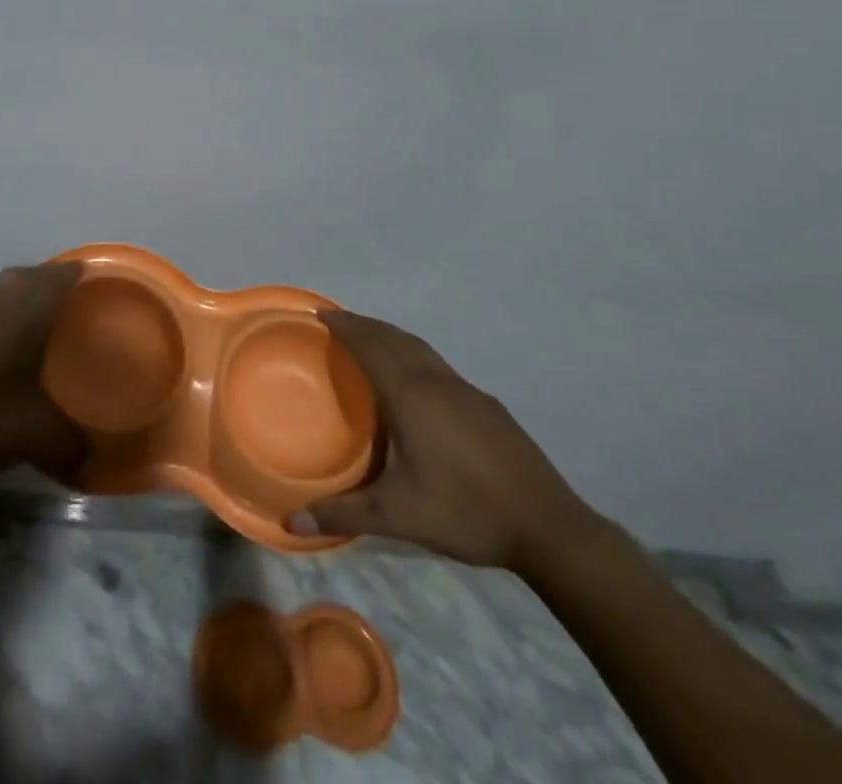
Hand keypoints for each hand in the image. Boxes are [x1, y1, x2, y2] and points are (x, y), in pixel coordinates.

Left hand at [0, 263, 87, 485]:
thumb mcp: (42, 439)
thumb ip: (74, 447)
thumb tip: (94, 464)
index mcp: (25, 317)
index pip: (55, 280)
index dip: (75, 272)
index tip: (93, 275)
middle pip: (25, 276)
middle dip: (48, 277)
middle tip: (70, 294)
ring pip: (1, 290)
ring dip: (22, 291)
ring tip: (42, 311)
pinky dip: (2, 312)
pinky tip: (8, 340)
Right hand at [296, 311, 601, 573]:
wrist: (550, 527)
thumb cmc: (466, 512)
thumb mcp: (399, 516)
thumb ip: (344, 514)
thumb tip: (291, 521)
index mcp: (411, 396)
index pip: (371, 346)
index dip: (345, 327)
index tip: (320, 314)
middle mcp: (437, 382)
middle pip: (394, 338)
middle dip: (364, 325)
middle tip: (338, 322)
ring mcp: (467, 390)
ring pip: (420, 348)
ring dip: (391, 336)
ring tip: (371, 340)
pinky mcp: (488, 405)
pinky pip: (439, 365)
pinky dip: (415, 355)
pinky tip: (417, 381)